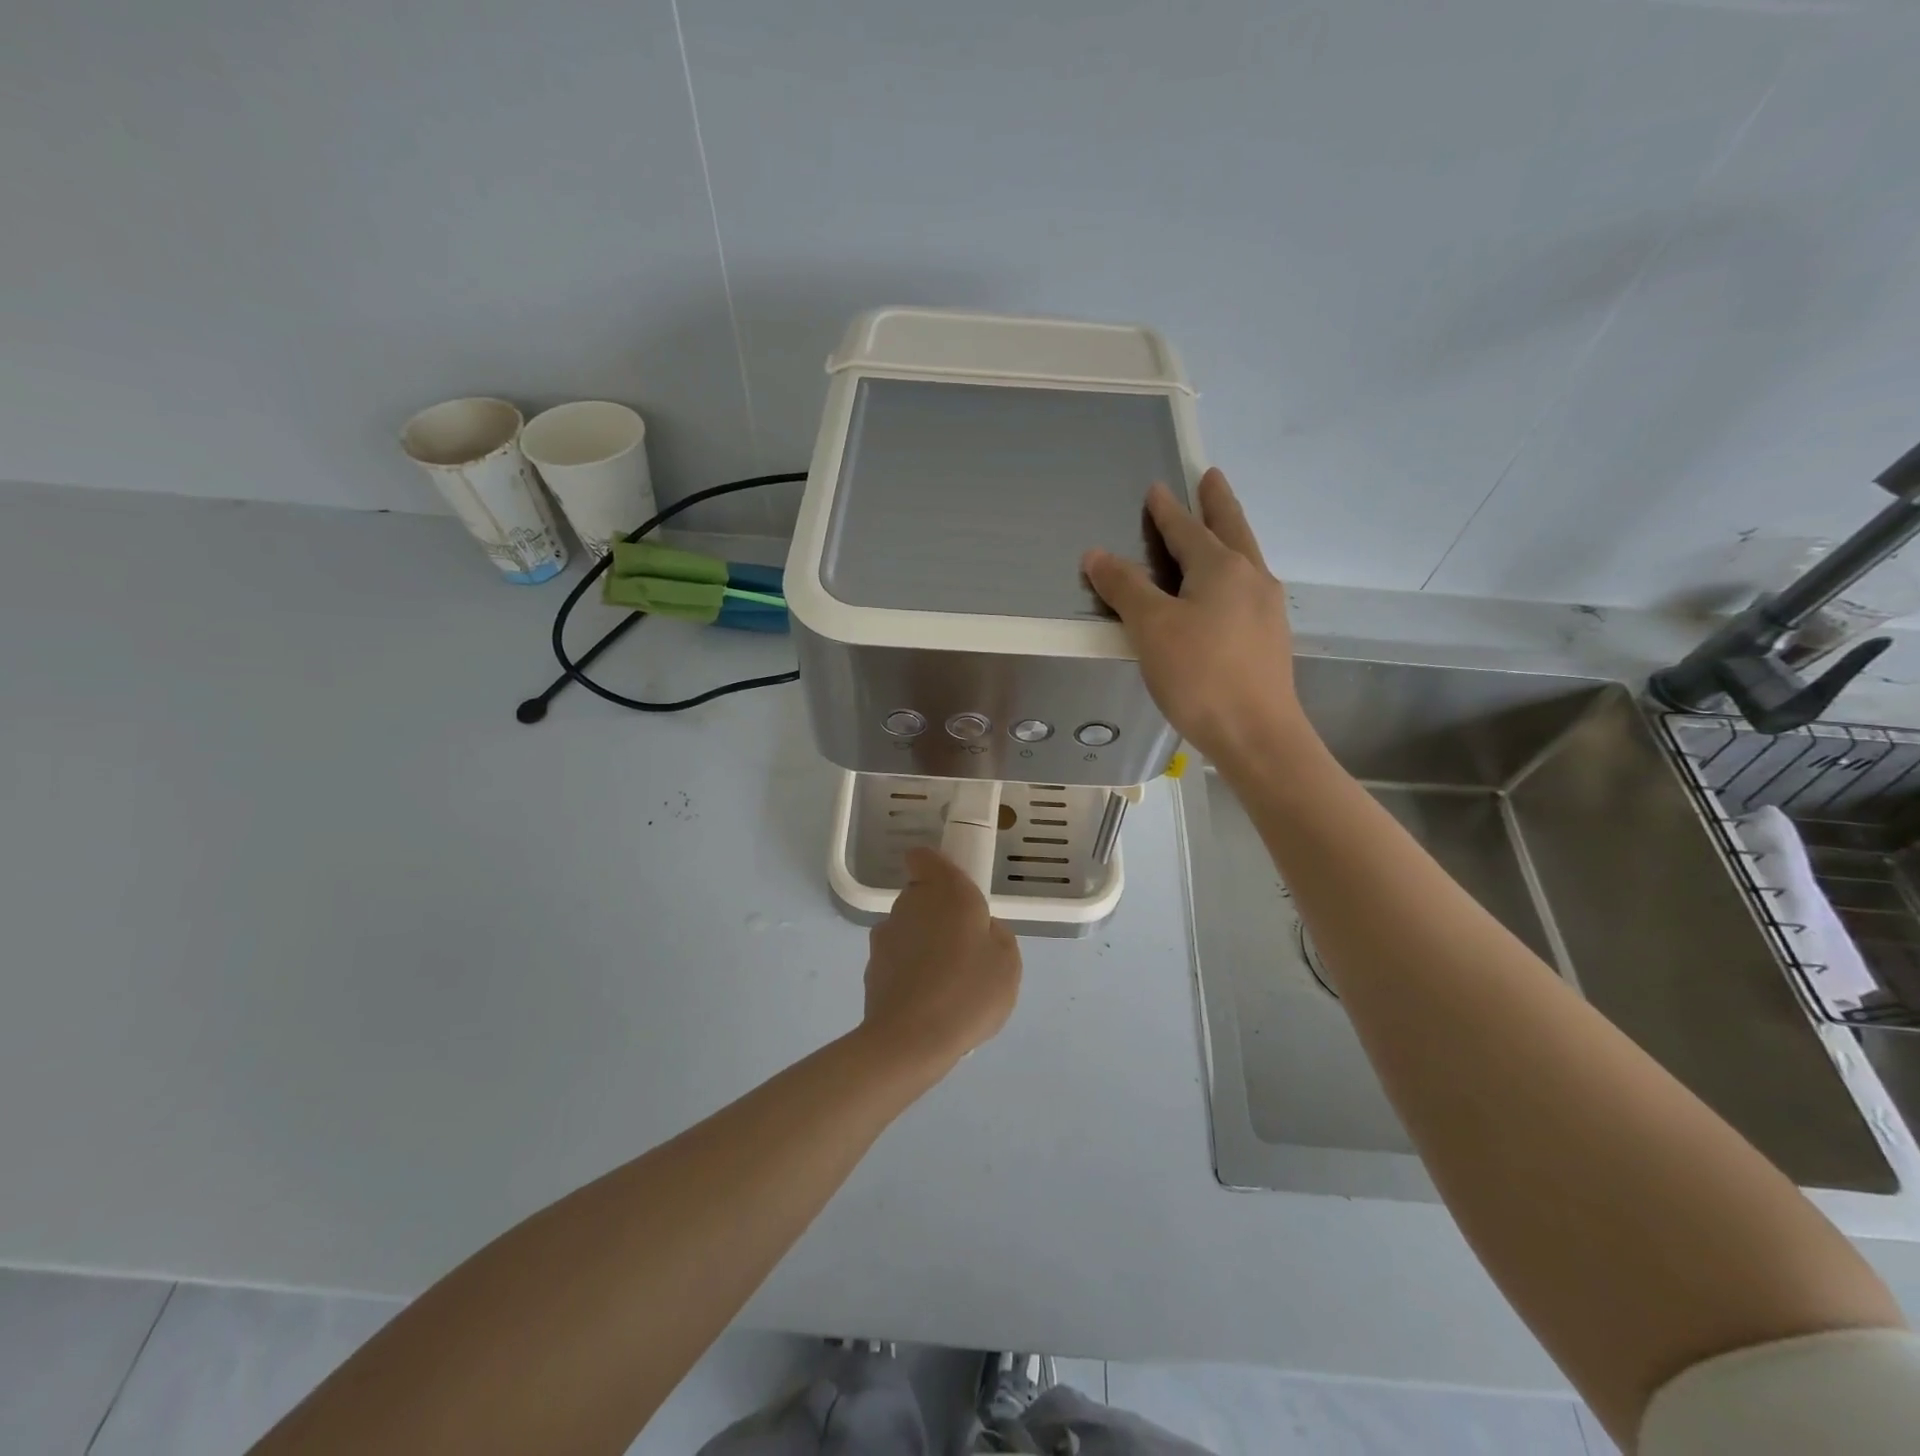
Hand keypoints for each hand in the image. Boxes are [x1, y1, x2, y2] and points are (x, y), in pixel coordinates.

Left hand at [861, 847, 1021, 1072]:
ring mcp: (885, 935)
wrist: (912, 1040)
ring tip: (945, 982)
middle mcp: (910, 903)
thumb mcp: (1007, 961)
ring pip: (907, 928)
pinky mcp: (871, 967)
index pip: (924, 857)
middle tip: (964, 947)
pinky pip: (897, 959)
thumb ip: (996, 934)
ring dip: (922, 944)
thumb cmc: (968, 990)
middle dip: (938, 913)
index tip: (954, 891)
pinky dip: (908, 971)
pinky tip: (926, 1001)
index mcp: (946, 890)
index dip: (936, 868)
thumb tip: (981, 930)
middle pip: (919, 895)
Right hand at [1081, 468, 1312, 769]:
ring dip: (1230, 536)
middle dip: (1218, 503)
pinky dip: (1234, 573)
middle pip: (1232, 530)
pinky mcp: (1270, 638)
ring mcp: (1267, 608)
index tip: (1157, 488)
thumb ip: (1125, 587)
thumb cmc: (1199, 675)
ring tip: (1220, 529)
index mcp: (1221, 568)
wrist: (1257, 733)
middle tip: (1213, 477)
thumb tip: (1095, 554)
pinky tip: (1227, 592)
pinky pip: (1248, 589)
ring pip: (1245, 559)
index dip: (1167, 510)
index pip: (1187, 529)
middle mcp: (1251, 578)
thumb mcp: (1151, 628)